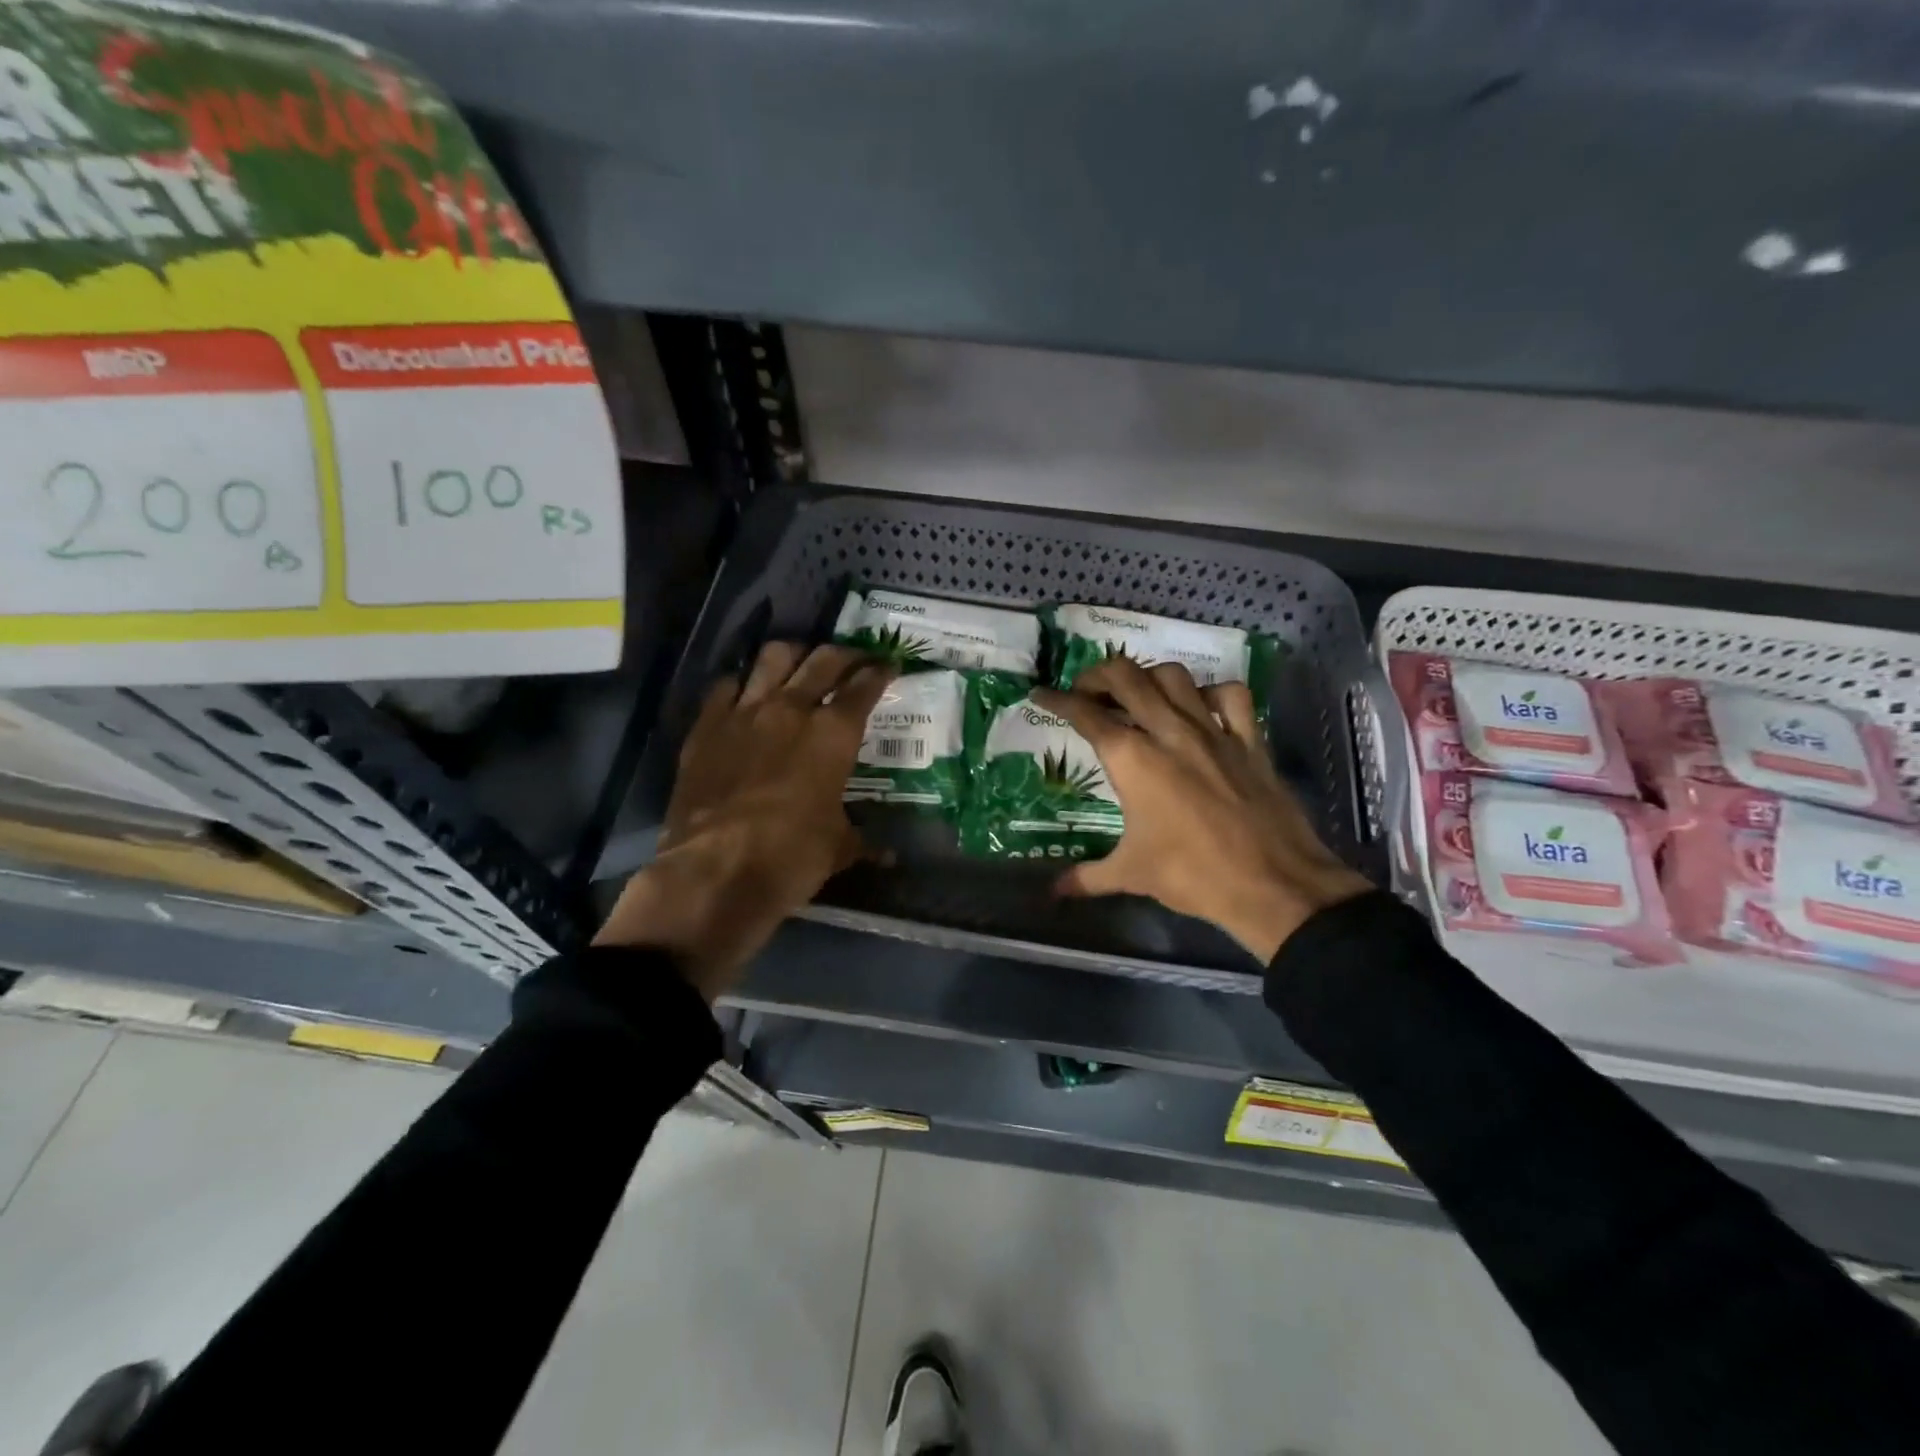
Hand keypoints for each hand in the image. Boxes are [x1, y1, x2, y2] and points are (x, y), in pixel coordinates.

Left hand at [595, 642, 893, 1000]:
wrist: (714, 871)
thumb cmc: (790, 857)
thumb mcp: (838, 849)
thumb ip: (862, 840)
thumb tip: (889, 856)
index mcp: (834, 734)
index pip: (864, 687)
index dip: (880, 672)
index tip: (888, 665)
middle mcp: (792, 709)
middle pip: (823, 660)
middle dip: (845, 654)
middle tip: (854, 660)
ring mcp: (744, 712)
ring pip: (773, 658)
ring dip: (794, 655)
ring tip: (800, 663)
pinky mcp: (706, 726)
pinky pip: (726, 686)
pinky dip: (743, 684)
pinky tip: (747, 694)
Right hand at [1033, 657, 1370, 962]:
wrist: (1272, 885)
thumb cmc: (1191, 875)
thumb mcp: (1131, 874)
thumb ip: (1086, 877)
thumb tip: (1053, 893)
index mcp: (1132, 759)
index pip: (1085, 715)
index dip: (1057, 700)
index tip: (1040, 694)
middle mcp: (1168, 731)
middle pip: (1126, 677)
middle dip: (1097, 675)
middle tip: (1085, 691)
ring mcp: (1213, 731)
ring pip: (1174, 676)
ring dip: (1147, 676)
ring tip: (1136, 694)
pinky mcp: (1250, 740)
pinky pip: (1230, 697)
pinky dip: (1209, 693)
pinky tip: (1199, 708)